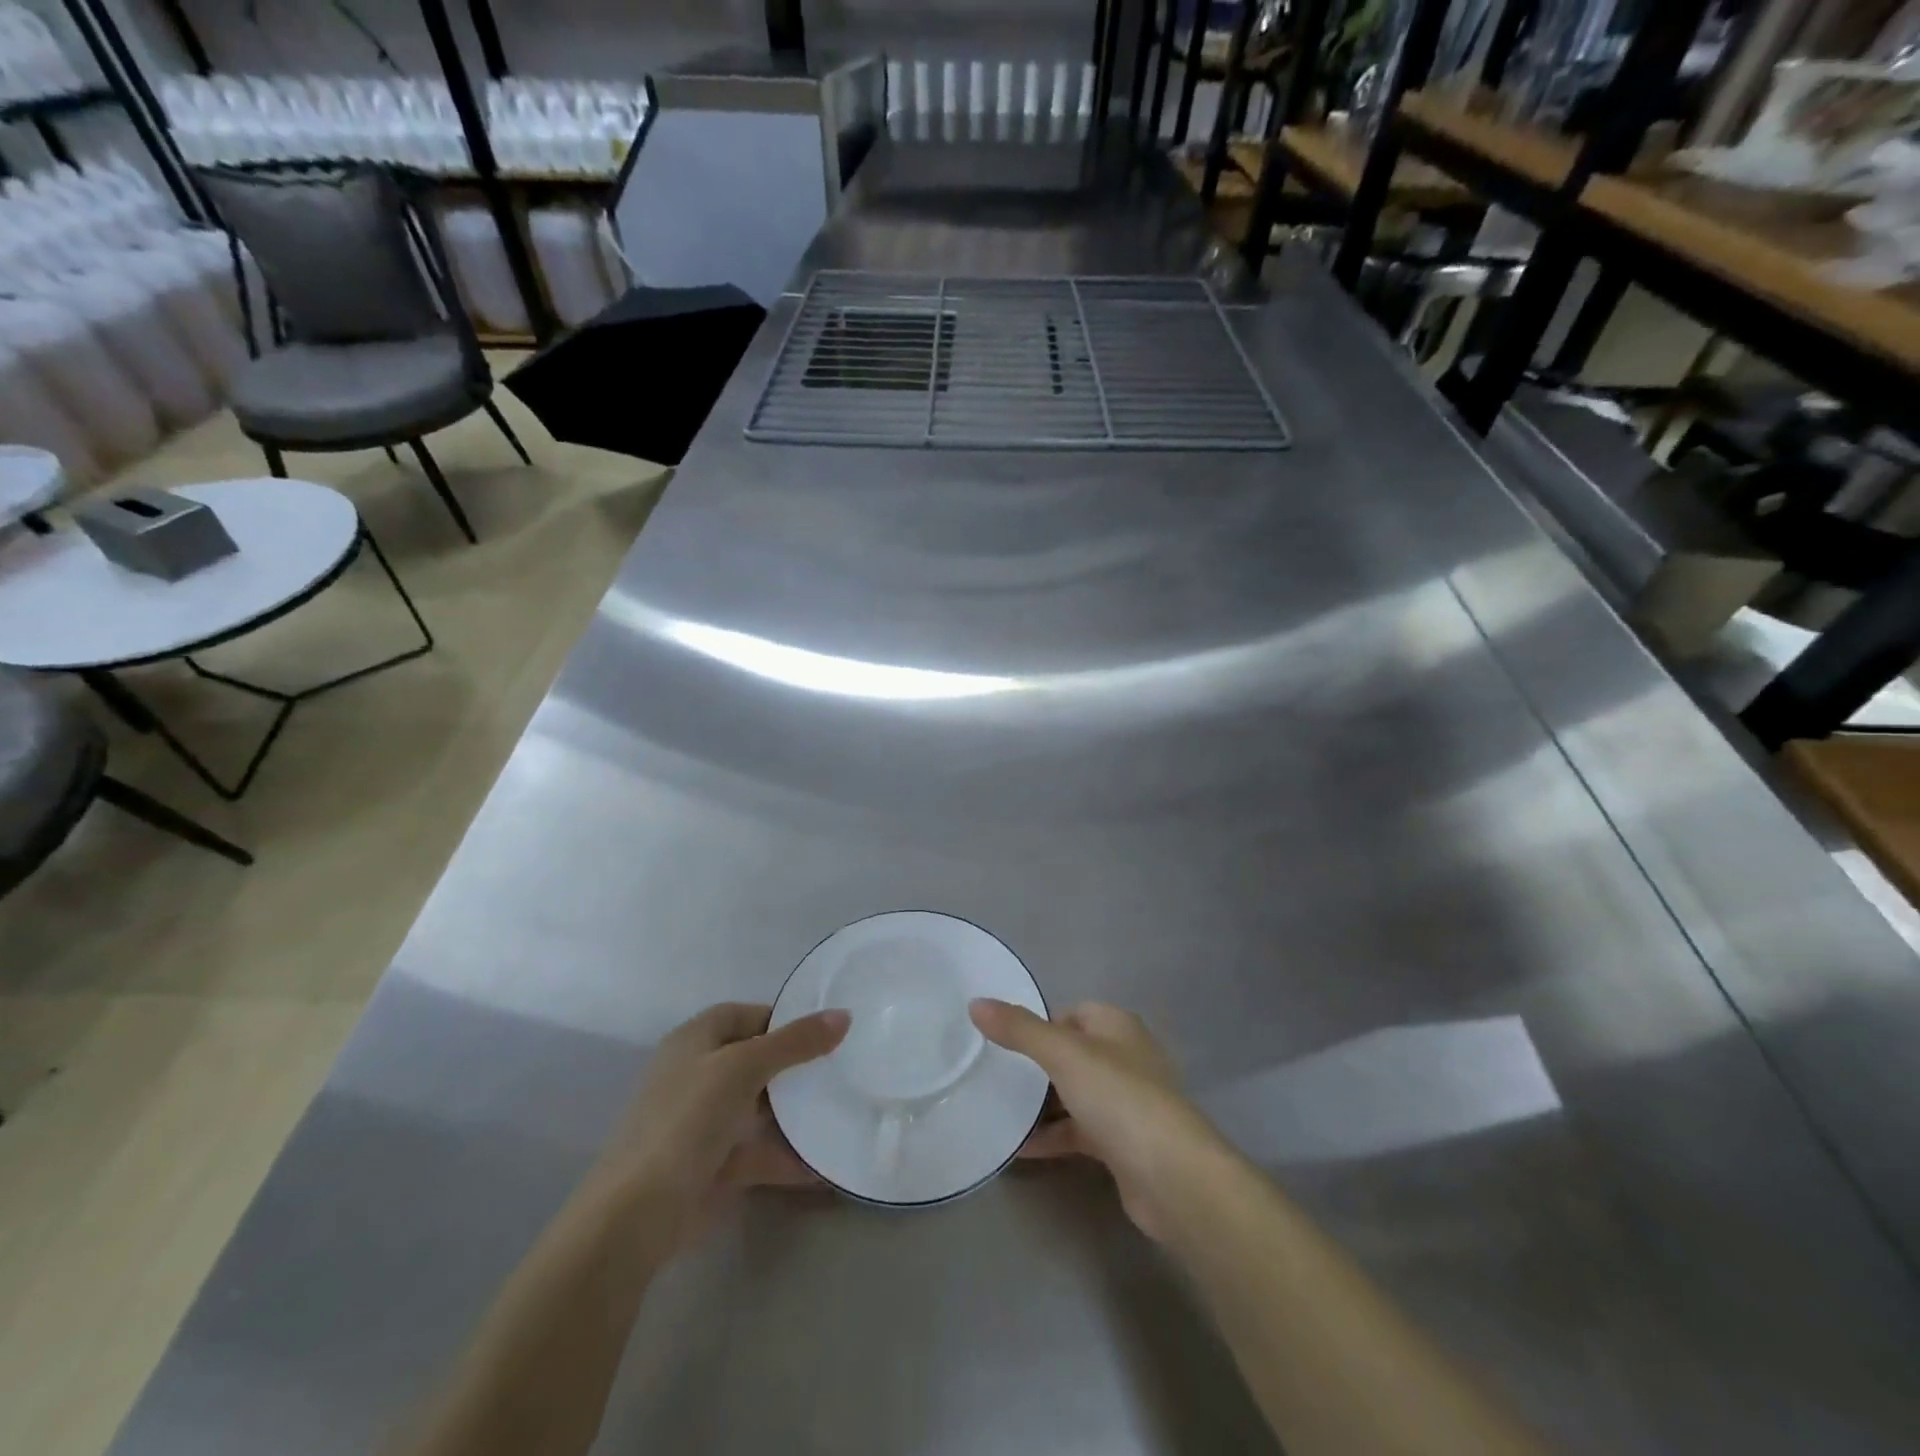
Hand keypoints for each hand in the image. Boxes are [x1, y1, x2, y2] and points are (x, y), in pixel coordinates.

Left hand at [592, 1003, 848, 1248]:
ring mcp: (703, 1123)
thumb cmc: (687, 1120)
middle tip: (839, 1068)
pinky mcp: (713, 1166)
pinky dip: (787, 1156)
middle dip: (794, 1066)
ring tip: (840, 1108)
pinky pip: (758, 1151)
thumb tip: (843, 1015)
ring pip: (757, 1108)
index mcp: (694, 1041)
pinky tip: (825, 1164)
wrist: (638, 1215)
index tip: (823, 1030)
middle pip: (753, 1060)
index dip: (780, 1018)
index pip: (742, 1015)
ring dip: (794, 1112)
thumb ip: (795, 1042)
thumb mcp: (744, 1067)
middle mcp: (696, 1075)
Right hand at [970, 1000, 1227, 1240]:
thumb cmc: (1119, 1098)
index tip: (1005, 1041)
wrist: (1173, 1178)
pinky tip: (1019, 1148)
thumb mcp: (1063, 1054)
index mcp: (1117, 1027)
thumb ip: (1019, 1029)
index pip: (1073, 1012)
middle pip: (1072, 1054)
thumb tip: (976, 1002)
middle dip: (1037, 1065)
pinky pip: (1079, 1132)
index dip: (1041, 1024)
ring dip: (1042, 1104)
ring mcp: (1126, 1104)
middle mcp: (1125, 1058)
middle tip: (996, 1075)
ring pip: (1075, 1094)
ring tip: (998, 1110)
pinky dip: (1053, 1137)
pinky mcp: (1123, 1145)